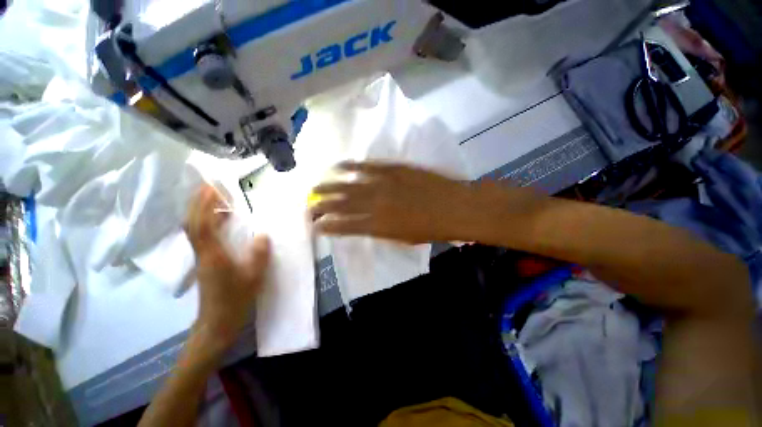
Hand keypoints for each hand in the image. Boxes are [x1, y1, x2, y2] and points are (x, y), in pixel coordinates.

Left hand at [185, 185, 270, 353]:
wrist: (217, 322)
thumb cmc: (235, 300)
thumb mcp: (253, 278)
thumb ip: (259, 255)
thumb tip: (263, 234)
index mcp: (213, 255)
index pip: (202, 225)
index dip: (205, 205)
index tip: (213, 188)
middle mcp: (202, 253)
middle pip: (192, 223)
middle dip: (198, 202)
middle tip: (210, 186)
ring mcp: (201, 257)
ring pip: (194, 229)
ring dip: (201, 211)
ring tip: (215, 198)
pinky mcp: (205, 261)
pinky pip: (201, 236)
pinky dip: (207, 222)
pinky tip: (220, 220)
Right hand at [310, 162, 477, 243]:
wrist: (455, 207)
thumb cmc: (431, 229)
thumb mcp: (403, 238)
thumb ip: (380, 231)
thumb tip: (363, 225)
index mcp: (378, 227)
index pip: (345, 227)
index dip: (328, 227)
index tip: (315, 227)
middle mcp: (375, 205)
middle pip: (341, 205)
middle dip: (322, 206)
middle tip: (308, 206)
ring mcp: (383, 184)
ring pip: (349, 185)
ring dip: (329, 186)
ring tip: (315, 187)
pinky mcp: (392, 169)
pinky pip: (367, 166)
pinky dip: (351, 166)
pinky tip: (338, 166)